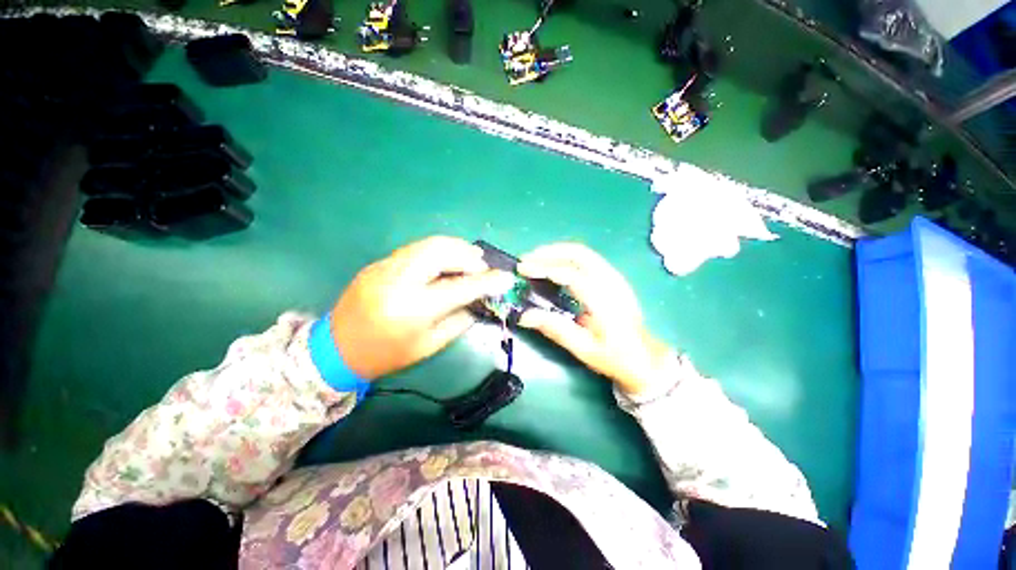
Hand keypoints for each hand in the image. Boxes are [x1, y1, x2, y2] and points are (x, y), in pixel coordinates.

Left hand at [331, 236, 515, 379]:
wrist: (336, 349)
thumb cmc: (388, 355)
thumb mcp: (430, 345)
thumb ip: (459, 319)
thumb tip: (479, 299)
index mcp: (413, 310)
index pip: (460, 288)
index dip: (487, 281)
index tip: (506, 278)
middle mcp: (398, 281)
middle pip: (441, 251)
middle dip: (468, 254)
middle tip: (481, 266)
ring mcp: (385, 267)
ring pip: (427, 244)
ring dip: (454, 248)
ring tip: (468, 260)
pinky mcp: (378, 263)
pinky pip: (415, 249)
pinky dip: (436, 251)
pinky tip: (444, 262)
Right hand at [517, 243, 671, 394]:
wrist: (645, 358)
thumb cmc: (614, 356)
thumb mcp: (583, 348)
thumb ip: (554, 329)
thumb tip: (524, 316)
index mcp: (605, 301)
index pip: (570, 274)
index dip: (544, 268)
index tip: (522, 269)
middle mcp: (612, 282)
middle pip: (578, 253)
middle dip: (549, 252)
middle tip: (526, 260)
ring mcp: (615, 277)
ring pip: (584, 252)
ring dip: (557, 251)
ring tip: (536, 259)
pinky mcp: (614, 278)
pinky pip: (587, 258)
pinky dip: (567, 256)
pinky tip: (554, 264)